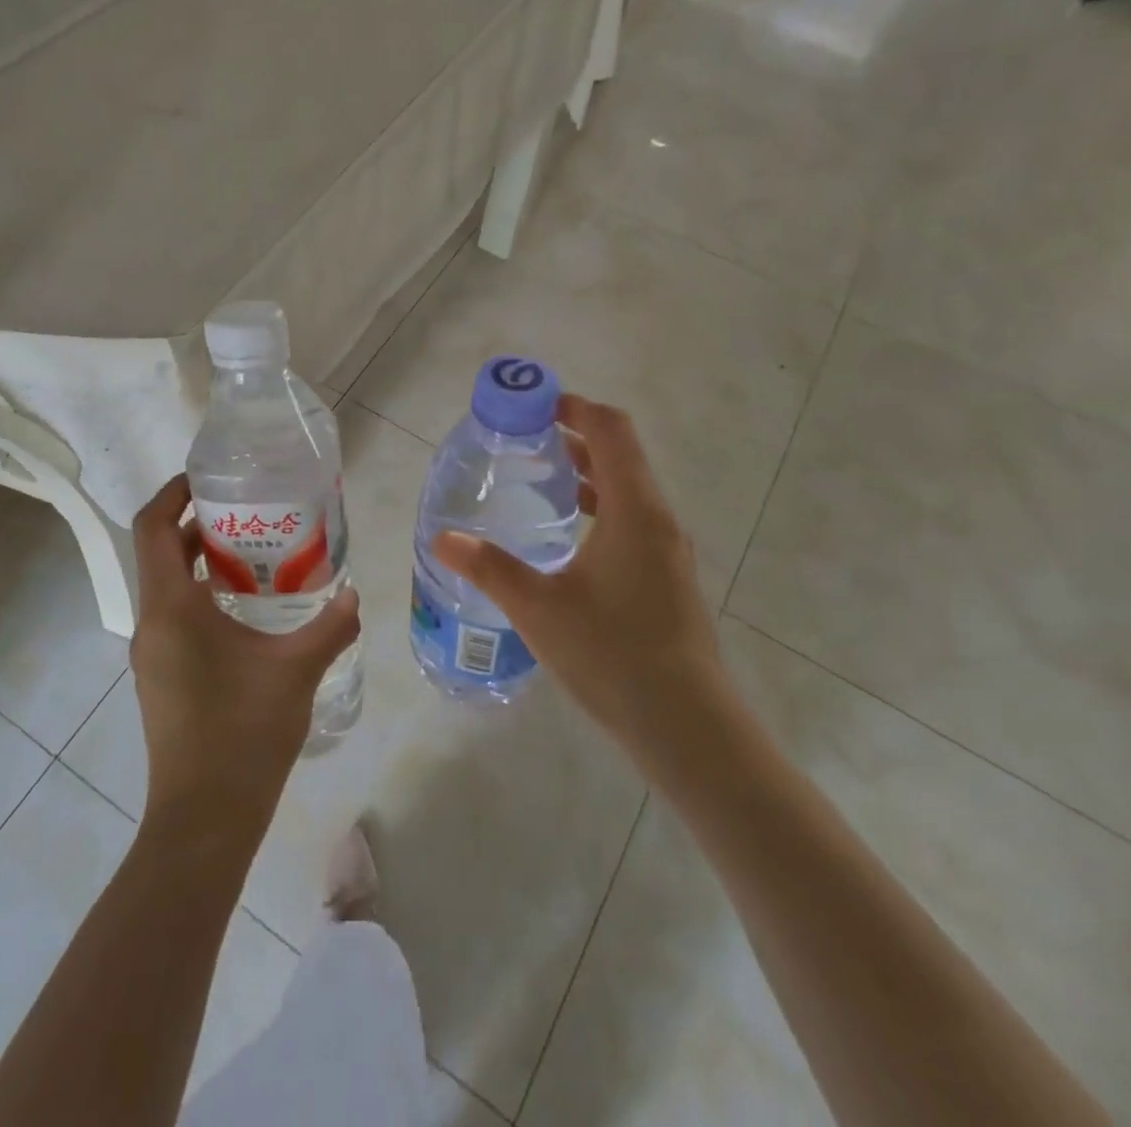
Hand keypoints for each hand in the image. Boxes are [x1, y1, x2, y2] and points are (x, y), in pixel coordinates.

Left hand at [129, 475, 360, 840]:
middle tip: (248, 509)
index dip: (173, 493)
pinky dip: (202, 595)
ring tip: (254, 551)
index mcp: (172, 608)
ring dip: (200, 561)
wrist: (204, 819)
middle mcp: (152, 623)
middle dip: (196, 523)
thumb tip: (355, 593)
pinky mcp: (161, 677)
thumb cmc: (244, 733)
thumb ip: (331, 625)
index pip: (153, 528)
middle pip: (159, 552)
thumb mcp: (297, 670)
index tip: (209, 478)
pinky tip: (247, 608)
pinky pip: (174, 616)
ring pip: (167, 586)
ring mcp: (153, 653)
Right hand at [431, 395, 726, 760]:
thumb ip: (489, 567)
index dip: (574, 406)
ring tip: (537, 476)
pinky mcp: (665, 576)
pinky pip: (630, 519)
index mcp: (633, 509)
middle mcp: (656, 518)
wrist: (687, 726)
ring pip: (626, 488)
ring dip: (586, 472)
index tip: (533, 404)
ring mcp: (666, 549)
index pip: (610, 430)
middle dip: (573, 435)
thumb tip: (443, 538)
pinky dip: (598, 506)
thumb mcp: (539, 608)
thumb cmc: (613, 655)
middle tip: (523, 438)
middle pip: (619, 454)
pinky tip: (564, 535)